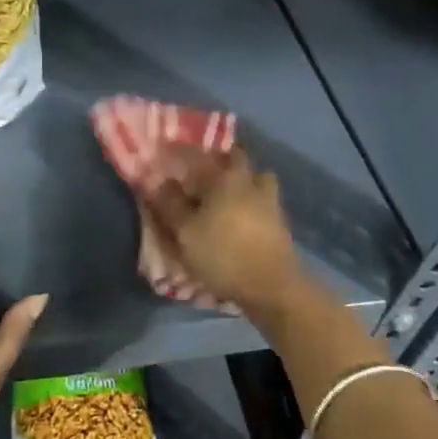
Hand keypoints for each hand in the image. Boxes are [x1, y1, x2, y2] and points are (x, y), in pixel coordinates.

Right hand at [148, 149, 303, 315]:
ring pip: (255, 181)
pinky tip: (240, 217)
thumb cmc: (222, 253)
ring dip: (242, 183)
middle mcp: (251, 181)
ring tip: (224, 197)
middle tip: (202, 175)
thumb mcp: (185, 231)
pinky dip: (251, 203)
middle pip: (237, 160)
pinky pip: (263, 202)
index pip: (203, 153)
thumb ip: (170, 204)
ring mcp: (271, 201)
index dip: (185, 151)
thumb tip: (157, 180)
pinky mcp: (280, 223)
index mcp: (227, 177)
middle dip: (220, 162)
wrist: (270, 286)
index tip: (171, 153)